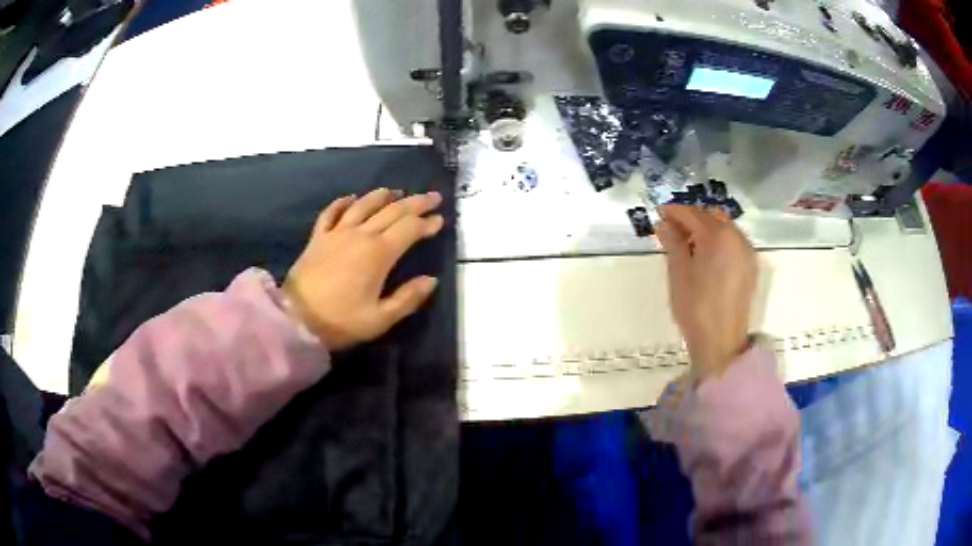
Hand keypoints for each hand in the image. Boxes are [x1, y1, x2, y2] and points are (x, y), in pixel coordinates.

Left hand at [282, 188, 444, 349]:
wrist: (296, 319)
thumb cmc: (341, 322)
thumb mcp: (380, 319)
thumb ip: (408, 298)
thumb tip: (430, 280)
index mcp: (378, 254)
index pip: (409, 229)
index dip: (427, 223)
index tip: (440, 219)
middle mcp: (360, 235)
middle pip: (392, 211)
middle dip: (415, 203)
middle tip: (432, 197)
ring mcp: (336, 233)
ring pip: (364, 205)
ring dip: (382, 196)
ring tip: (396, 192)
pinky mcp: (318, 238)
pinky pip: (332, 212)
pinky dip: (343, 202)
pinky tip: (351, 197)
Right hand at [655, 205, 756, 378]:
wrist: (721, 342)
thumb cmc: (696, 308)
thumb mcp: (678, 273)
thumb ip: (673, 243)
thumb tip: (665, 224)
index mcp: (718, 236)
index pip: (692, 213)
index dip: (673, 211)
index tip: (658, 213)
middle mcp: (737, 237)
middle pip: (711, 216)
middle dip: (691, 217)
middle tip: (671, 228)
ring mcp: (747, 252)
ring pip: (724, 227)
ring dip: (705, 228)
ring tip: (687, 242)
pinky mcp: (750, 266)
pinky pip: (733, 242)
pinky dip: (718, 240)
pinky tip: (706, 254)